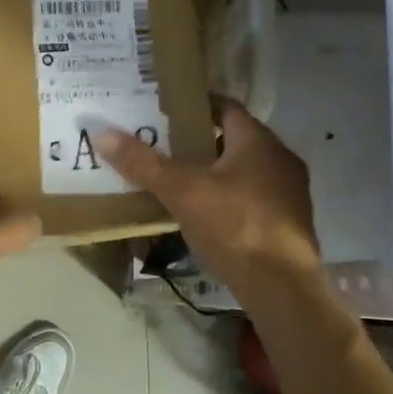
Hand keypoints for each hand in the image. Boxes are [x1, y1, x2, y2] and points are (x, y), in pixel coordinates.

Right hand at [97, 101, 319, 298]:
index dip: (197, 105)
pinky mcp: (288, 224)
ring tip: (177, 180)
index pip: (226, 107)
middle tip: (163, 145)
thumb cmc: (234, 226)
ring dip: (215, 173)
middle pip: (234, 140)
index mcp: (258, 142)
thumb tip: (103, 134)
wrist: (282, 287)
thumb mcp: (182, 192)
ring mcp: (289, 193)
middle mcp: (280, 160)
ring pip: (244, 171)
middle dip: (200, 141)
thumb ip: (144, 163)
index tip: (167, 109)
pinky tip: (203, 214)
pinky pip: (252, 199)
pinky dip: (227, 199)